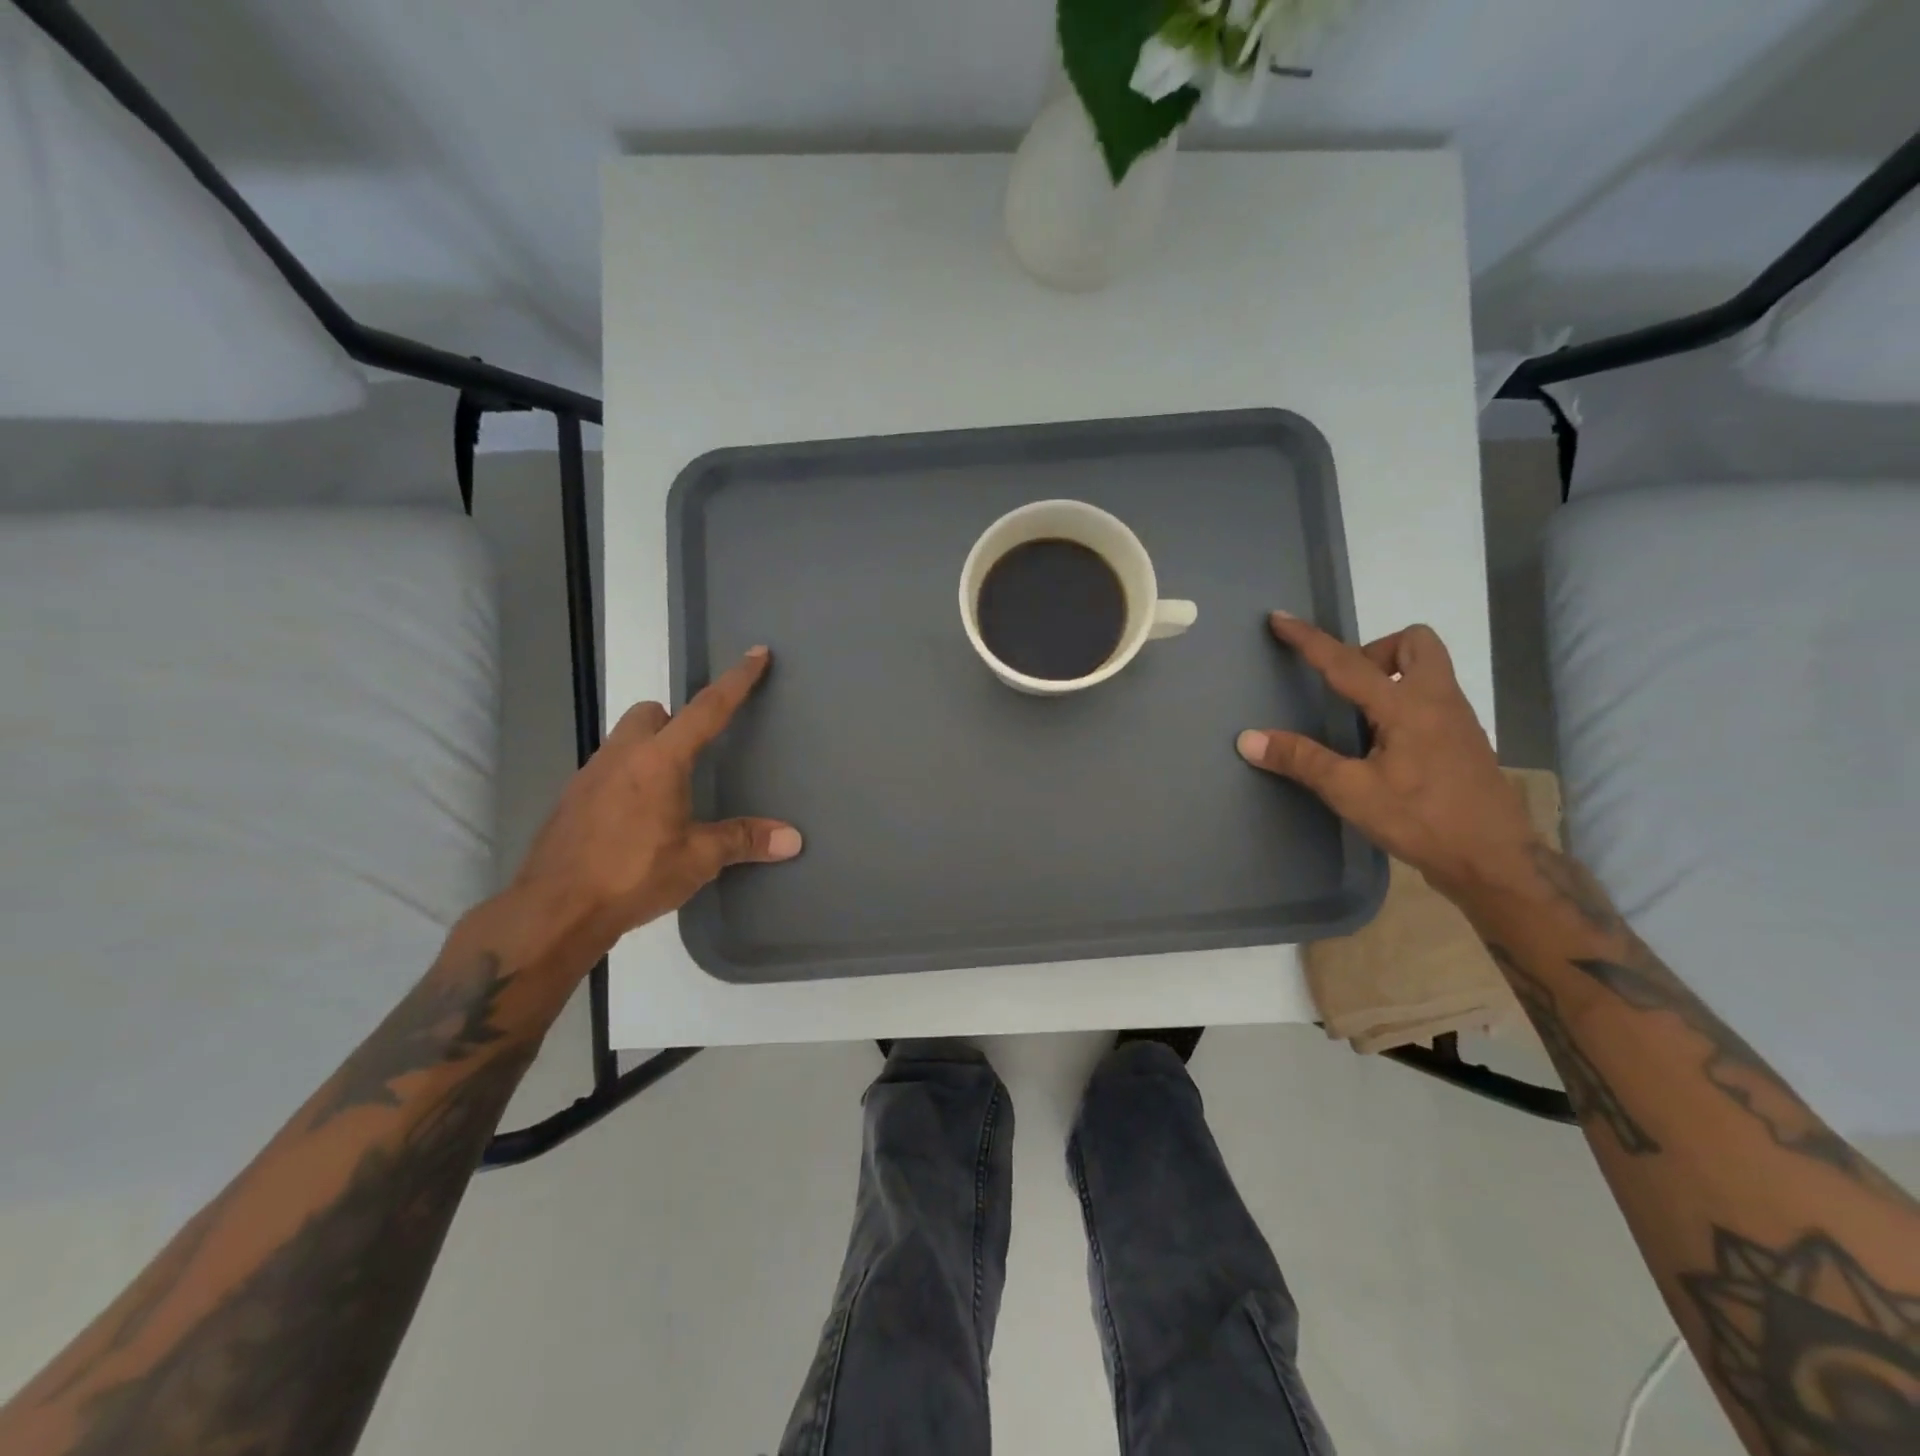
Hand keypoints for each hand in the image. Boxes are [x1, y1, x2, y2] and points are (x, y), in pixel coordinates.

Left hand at [509, 646, 801, 964]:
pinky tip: (633, 820)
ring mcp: (588, 776)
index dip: (736, 681)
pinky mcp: (569, 801)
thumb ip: (744, 840)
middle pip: (649, 714)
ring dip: (647, 750)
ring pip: (622, 741)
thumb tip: (793, 839)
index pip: (707, 709)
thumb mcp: (697, 859)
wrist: (552, 912)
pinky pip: (604, 772)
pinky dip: (625, 780)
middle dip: (673, 720)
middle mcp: (621, 756)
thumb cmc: (632, 875)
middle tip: (695, 752)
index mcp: (660, 761)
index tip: (755, 653)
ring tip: (667, 793)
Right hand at [1236, 614, 1539, 899]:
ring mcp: (1457, 720)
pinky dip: (1403, 702)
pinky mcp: (1463, 741)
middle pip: (1415, 643)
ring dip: (1390, 676)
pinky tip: (1383, 745)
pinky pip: (1431, 698)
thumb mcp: (1352, 792)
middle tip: (1347, 686)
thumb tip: (1248, 739)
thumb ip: (1301, 760)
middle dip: (1375, 651)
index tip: (1281, 619)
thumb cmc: (1421, 820)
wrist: (1494, 860)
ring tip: (1359, 718)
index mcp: (1407, 706)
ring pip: (1427, 669)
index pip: (1347, 662)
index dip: (1309, 640)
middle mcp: (1438, 701)